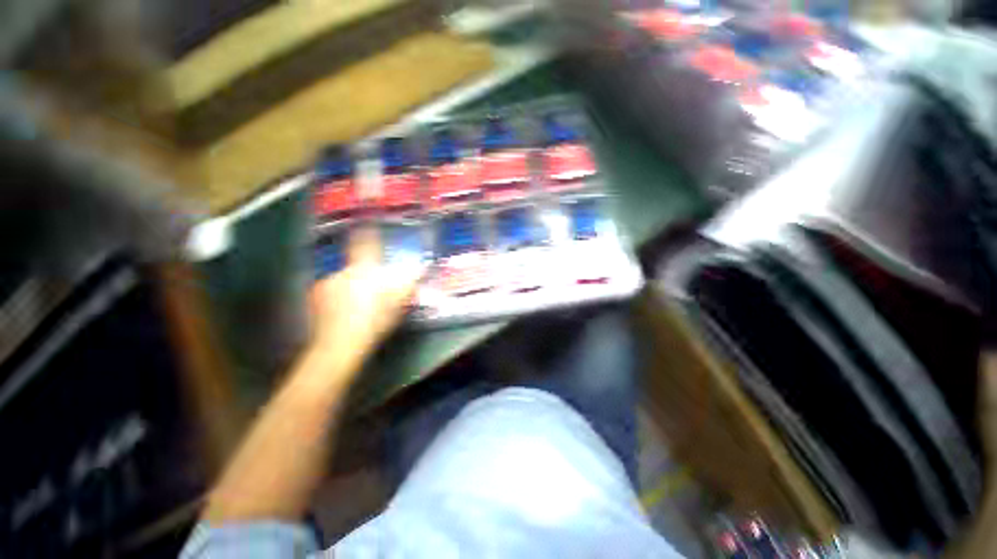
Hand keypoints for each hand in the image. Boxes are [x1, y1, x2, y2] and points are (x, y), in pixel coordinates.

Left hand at [307, 227, 421, 374]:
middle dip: (366, 274)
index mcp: (364, 269)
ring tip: (359, 304)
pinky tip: (343, 310)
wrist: (341, 344)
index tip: (369, 221)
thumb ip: (409, 282)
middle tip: (374, 289)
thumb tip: (420, 268)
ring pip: (344, 278)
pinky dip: (338, 295)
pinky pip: (331, 290)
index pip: (365, 243)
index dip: (368, 231)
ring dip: (352, 286)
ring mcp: (326, 283)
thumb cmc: (375, 320)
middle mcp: (343, 271)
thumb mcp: (399, 302)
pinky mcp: (315, 297)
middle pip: (357, 266)